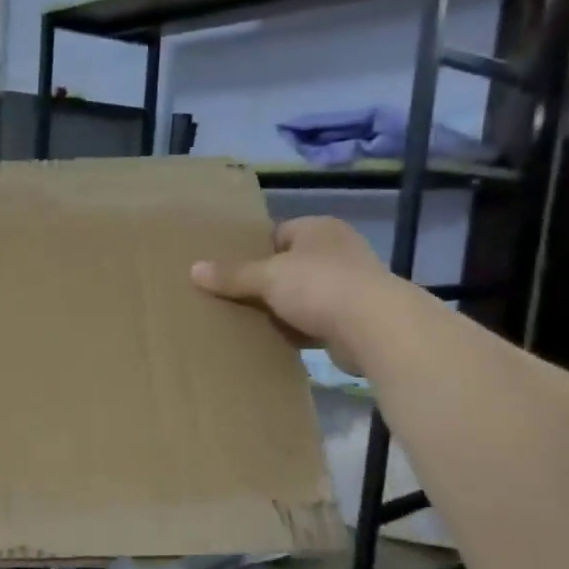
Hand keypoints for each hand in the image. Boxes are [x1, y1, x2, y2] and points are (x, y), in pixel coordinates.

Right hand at [191, 217, 393, 373]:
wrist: (375, 327)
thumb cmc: (319, 286)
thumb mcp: (267, 277)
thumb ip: (232, 275)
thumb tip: (193, 269)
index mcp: (318, 229)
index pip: (278, 233)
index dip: (253, 251)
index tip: (229, 271)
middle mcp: (337, 250)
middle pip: (289, 265)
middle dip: (265, 282)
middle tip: (233, 297)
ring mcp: (350, 284)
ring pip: (302, 294)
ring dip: (281, 308)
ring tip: (248, 321)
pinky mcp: (354, 317)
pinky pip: (315, 320)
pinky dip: (297, 329)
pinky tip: (274, 340)